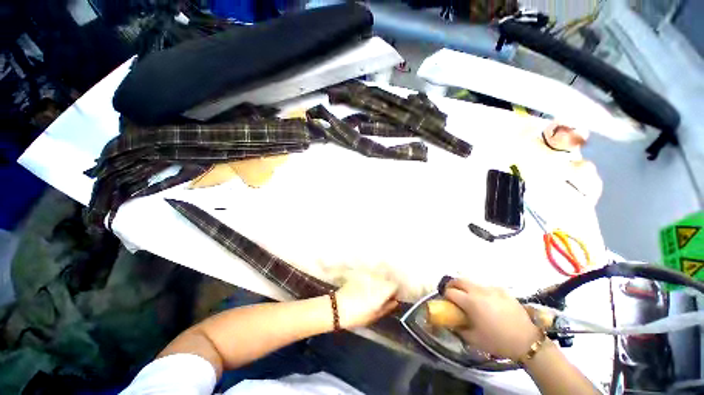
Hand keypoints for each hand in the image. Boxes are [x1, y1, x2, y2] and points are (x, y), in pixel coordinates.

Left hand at [335, 274, 398, 328]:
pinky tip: (367, 284)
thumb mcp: (374, 315)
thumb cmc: (357, 315)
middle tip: (385, 292)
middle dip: (389, 282)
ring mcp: (367, 275)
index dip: (396, 291)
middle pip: (388, 276)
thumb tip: (395, 302)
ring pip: (379, 272)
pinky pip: (370, 272)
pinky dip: (371, 276)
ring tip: (376, 288)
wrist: (338, 307)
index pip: (395, 285)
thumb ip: (387, 307)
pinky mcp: (359, 273)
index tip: (393, 297)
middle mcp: (376, 279)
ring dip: (380, 278)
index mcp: (382, 290)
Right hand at [443, 279, 541, 359]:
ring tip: (470, 298)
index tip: (446, 302)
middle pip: (459, 280)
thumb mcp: (474, 339)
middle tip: (452, 293)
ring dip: (466, 287)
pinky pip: (486, 287)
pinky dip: (481, 292)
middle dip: (452, 285)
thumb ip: (459, 328)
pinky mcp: (502, 290)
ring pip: (472, 282)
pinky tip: (488, 302)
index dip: (445, 296)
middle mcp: (478, 291)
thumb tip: (452, 322)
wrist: (527, 341)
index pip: (450, 292)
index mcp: (470, 302)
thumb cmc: (498, 341)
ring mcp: (491, 289)